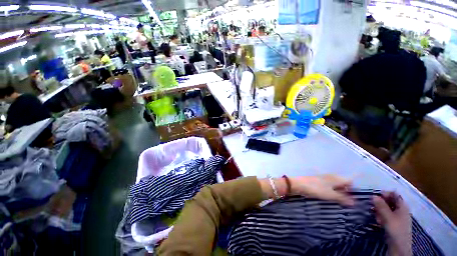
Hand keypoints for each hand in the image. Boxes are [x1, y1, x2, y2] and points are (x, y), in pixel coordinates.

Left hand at [290, 175, 353, 205]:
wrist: (299, 184)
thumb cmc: (316, 189)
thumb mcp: (330, 195)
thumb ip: (341, 198)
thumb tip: (354, 203)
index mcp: (338, 178)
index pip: (350, 181)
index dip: (353, 189)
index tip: (353, 198)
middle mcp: (334, 177)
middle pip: (344, 183)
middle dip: (346, 191)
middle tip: (345, 203)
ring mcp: (327, 178)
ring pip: (337, 185)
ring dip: (339, 192)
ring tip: (337, 202)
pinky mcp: (320, 181)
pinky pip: (330, 186)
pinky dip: (332, 192)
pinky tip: (329, 198)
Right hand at [373, 192, 411, 255]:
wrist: (400, 248)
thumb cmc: (396, 230)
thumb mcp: (388, 219)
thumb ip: (382, 208)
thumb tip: (374, 196)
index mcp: (402, 205)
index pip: (394, 194)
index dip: (385, 194)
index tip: (375, 196)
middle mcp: (401, 210)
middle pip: (392, 203)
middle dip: (382, 204)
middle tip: (372, 208)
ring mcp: (399, 219)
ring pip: (389, 212)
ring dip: (382, 212)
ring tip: (374, 216)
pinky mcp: (395, 227)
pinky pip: (389, 220)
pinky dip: (383, 219)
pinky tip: (379, 223)